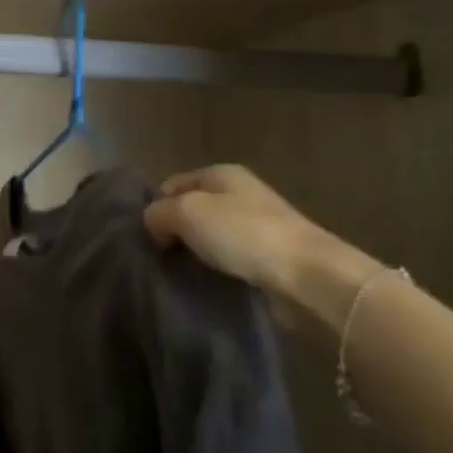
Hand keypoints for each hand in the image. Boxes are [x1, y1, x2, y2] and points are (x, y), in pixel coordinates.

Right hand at [143, 165, 377, 326]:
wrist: (306, 274)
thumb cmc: (242, 233)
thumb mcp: (186, 212)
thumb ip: (157, 212)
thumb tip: (153, 225)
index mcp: (221, 173)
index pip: (171, 184)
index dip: (155, 206)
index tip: (145, 235)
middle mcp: (239, 193)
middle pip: (190, 209)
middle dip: (172, 230)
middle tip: (158, 255)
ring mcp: (255, 225)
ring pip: (208, 235)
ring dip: (193, 251)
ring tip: (178, 270)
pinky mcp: (266, 256)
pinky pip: (227, 257)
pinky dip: (214, 267)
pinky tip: (205, 279)